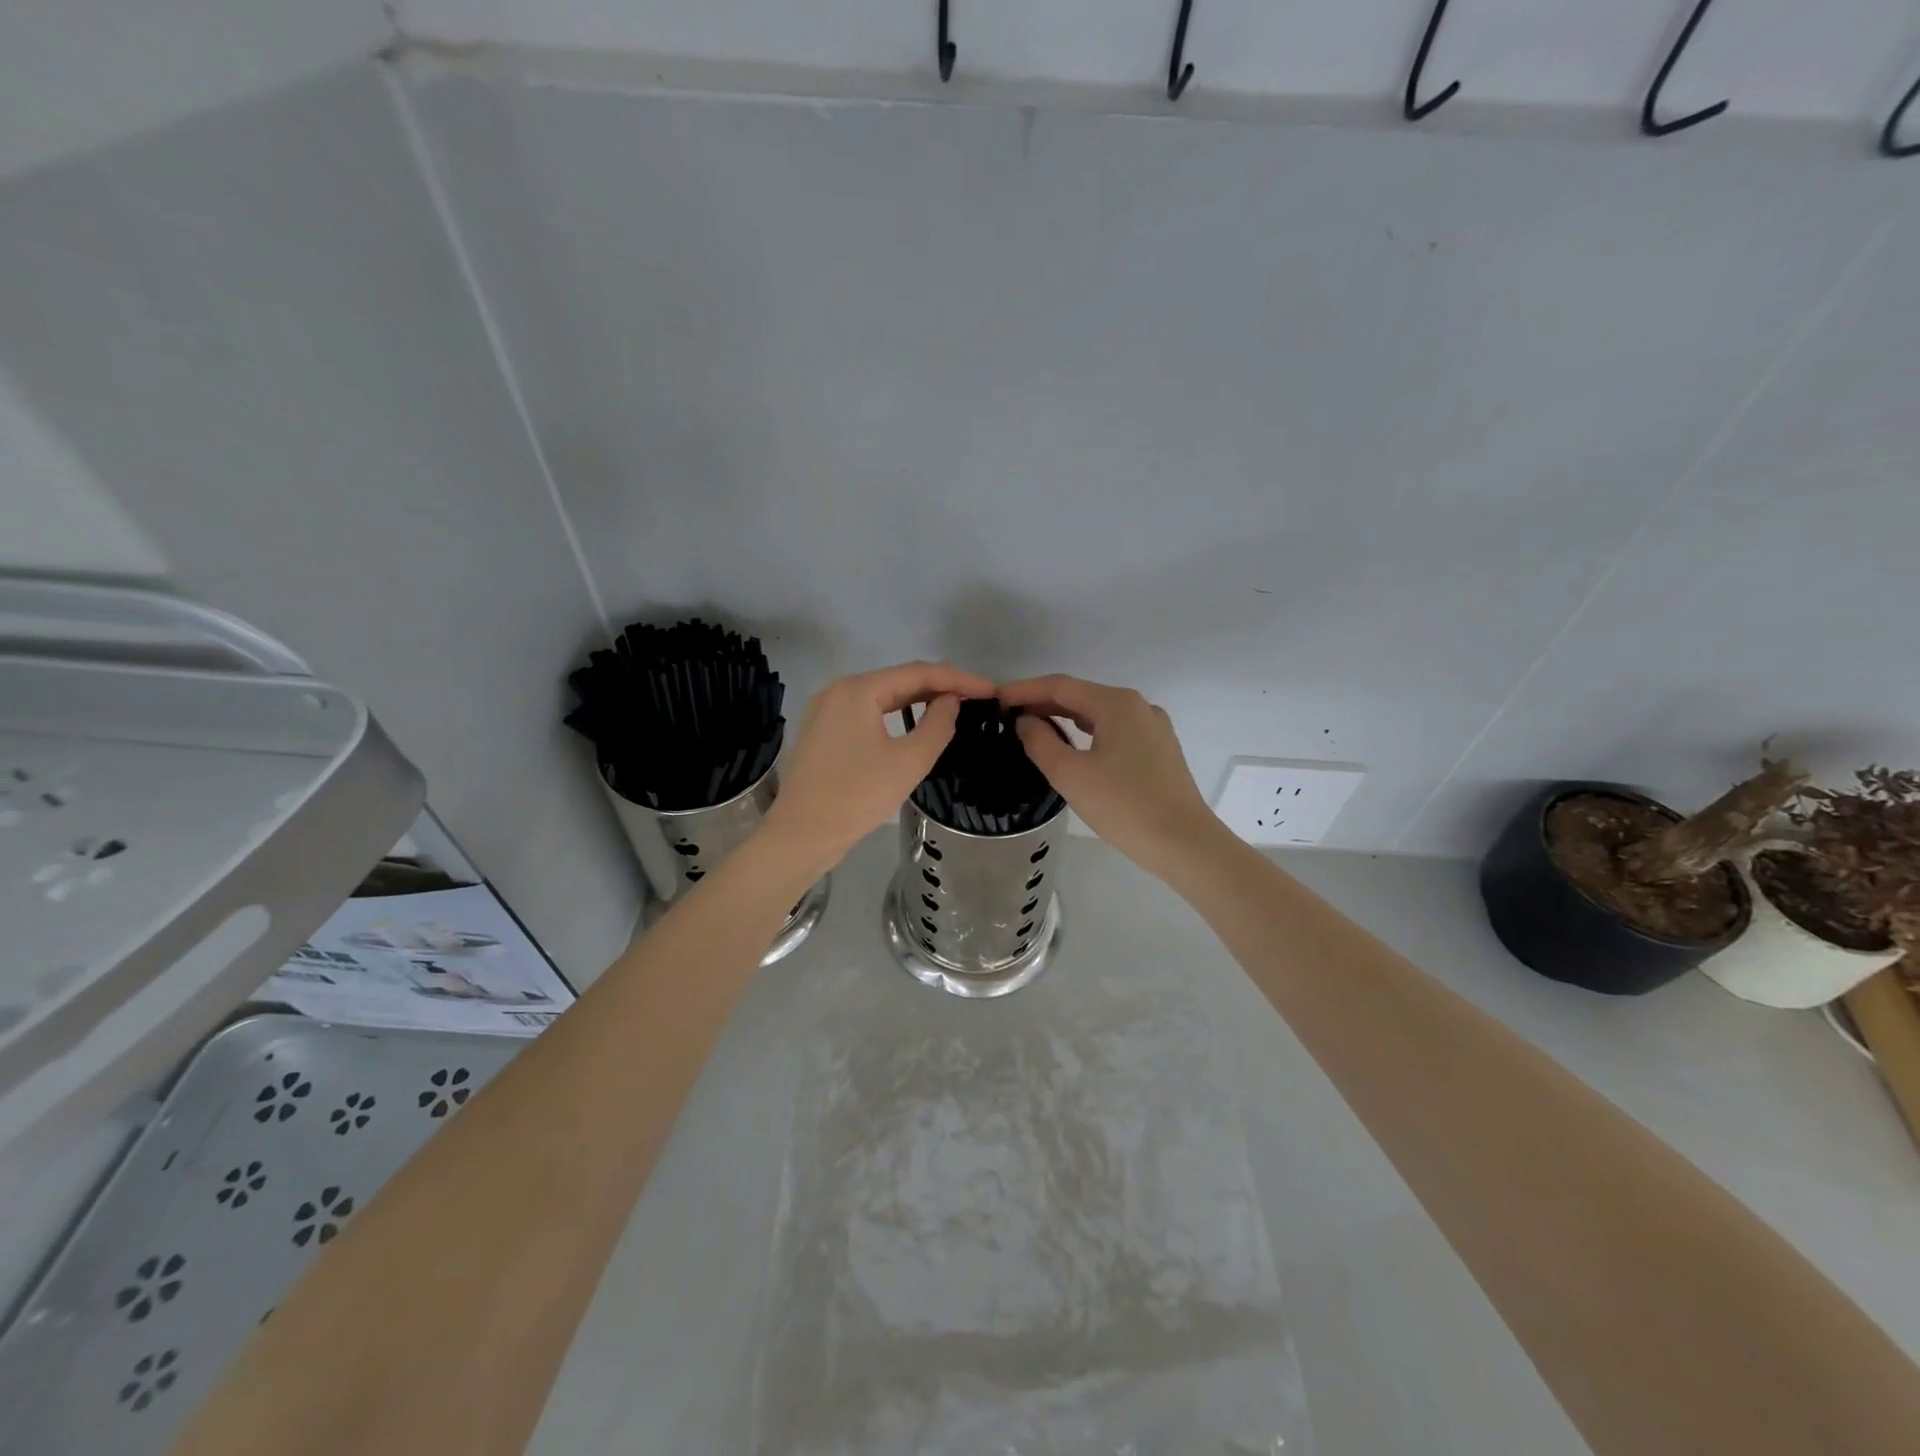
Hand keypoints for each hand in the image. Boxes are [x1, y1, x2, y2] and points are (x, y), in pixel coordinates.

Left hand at [762, 661, 994, 874]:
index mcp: (858, 689)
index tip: (991, 689)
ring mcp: (827, 710)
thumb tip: (951, 701)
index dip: (959, 679)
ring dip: (918, 699)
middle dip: (939, 685)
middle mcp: (839, 690)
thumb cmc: (858, 795)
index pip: (918, 673)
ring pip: (883, 696)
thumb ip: (938, 724)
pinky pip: (868, 712)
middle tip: (977, 695)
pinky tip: (916, 723)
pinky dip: (896, 714)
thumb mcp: (909, 761)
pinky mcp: (824, 731)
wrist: (802, 834)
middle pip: (899, 679)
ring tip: (953, 704)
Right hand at [999, 674, 1223, 878]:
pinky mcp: (1159, 750)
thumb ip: (1041, 742)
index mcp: (1117, 704)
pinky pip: (1114, 730)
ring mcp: (1152, 728)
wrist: (1185, 844)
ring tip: (1032, 727)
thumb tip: (1026, 721)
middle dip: (1043, 702)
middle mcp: (1138, 706)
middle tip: (1007, 714)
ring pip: (1098, 713)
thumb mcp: (1071, 775)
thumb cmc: (1124, 807)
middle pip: (1081, 695)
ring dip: (1064, 717)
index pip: (1060, 685)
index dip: (1024, 689)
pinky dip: (1086, 731)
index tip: (995, 698)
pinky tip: (1071, 745)